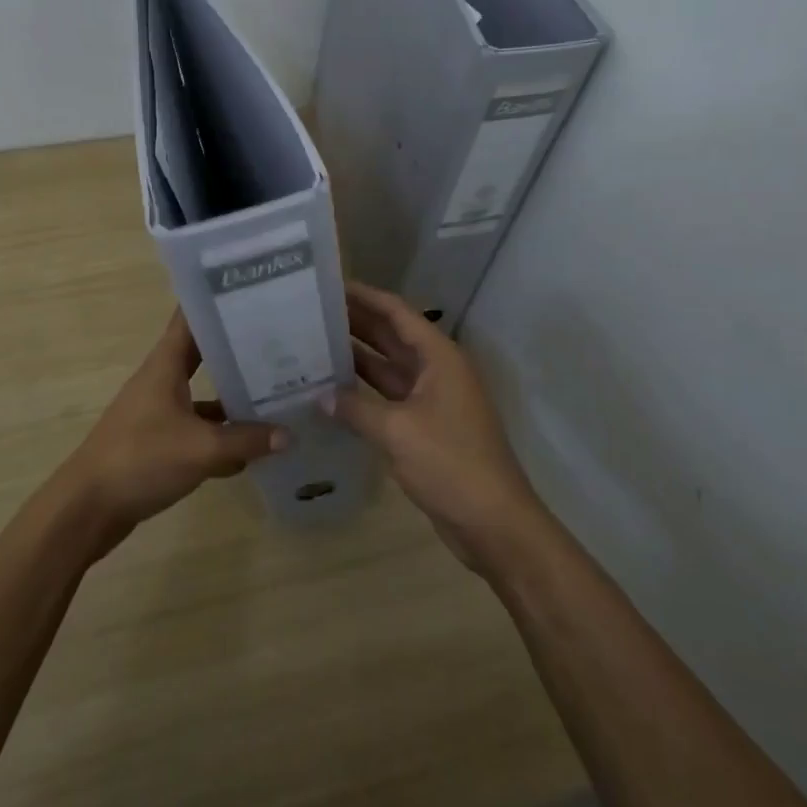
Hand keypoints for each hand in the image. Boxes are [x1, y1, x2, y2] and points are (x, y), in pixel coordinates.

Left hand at [62, 309, 285, 549]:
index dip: (217, 300)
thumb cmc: (142, 459)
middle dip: (236, 347)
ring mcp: (158, 411)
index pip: (191, 317)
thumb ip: (246, 440)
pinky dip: (220, 434)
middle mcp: (161, 380)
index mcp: (165, 365)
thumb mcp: (202, 449)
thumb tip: (288, 433)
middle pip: (203, 353)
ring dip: (232, 395)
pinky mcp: (157, 441)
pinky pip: (197, 428)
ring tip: (275, 392)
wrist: (88, 508)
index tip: (251, 289)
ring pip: (203, 393)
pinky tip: (249, 449)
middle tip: (278, 340)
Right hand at [333, 282, 546, 573]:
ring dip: (357, 356)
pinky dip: (364, 391)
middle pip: (392, 335)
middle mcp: (436, 369)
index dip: (365, 296)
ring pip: (388, 366)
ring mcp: (431, 399)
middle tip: (313, 311)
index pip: (397, 312)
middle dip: (356, 322)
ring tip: (315, 343)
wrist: (493, 522)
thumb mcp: (398, 431)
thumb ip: (356, 408)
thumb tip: (320, 396)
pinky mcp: (424, 426)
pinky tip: (333, 390)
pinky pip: (389, 397)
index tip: (331, 284)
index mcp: (439, 357)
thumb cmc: (450, 463)